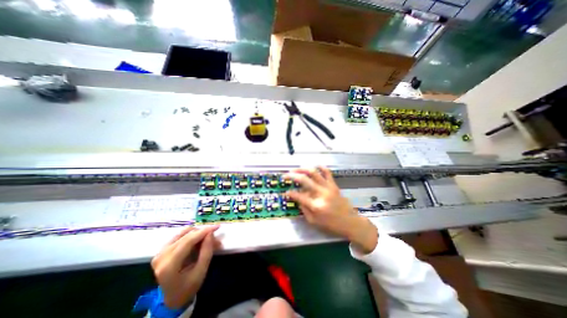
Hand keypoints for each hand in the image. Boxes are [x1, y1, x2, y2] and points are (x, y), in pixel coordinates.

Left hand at [151, 225, 220, 308]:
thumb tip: (210, 233)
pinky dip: (192, 235)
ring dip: (198, 233)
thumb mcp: (201, 272)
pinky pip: (180, 235)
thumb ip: (206, 252)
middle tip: (215, 239)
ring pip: (184, 232)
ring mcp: (160, 252)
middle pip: (187, 235)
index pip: (188, 240)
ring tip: (208, 240)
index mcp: (169, 265)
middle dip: (204, 234)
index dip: (204, 231)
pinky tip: (199, 240)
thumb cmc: (188, 287)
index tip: (217, 227)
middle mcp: (162, 255)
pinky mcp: (163, 249)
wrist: (172, 298)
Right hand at [285, 167, 377, 253]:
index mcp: (315, 205)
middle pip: (304, 179)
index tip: (285, 192)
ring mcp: (328, 187)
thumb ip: (304, 209)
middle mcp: (321, 194)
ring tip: (296, 169)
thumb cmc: (331, 225)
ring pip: (314, 173)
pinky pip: (327, 173)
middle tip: (285, 175)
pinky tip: (315, 166)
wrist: (350, 222)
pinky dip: (321, 167)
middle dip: (292, 176)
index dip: (290, 193)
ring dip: (303, 169)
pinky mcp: (334, 185)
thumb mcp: (314, 221)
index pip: (298, 195)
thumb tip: (297, 198)